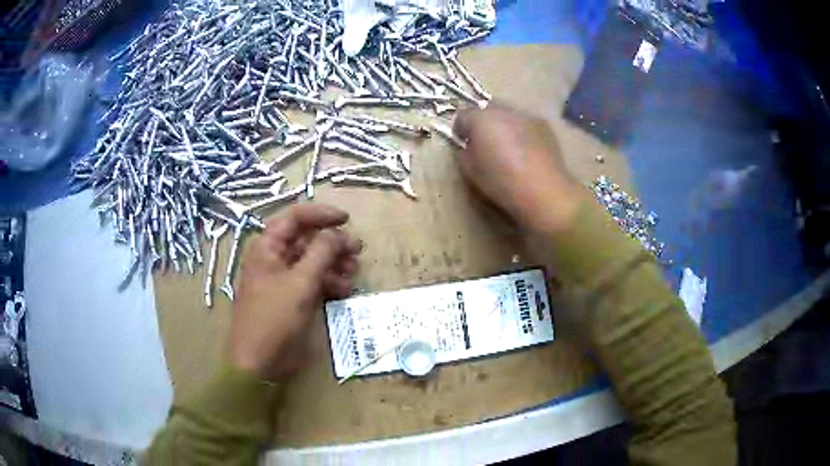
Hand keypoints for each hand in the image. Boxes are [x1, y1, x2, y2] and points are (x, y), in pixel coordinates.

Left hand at [230, 204, 361, 380]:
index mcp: (268, 247)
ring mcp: (284, 279)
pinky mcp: (293, 298)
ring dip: (335, 264)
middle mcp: (275, 258)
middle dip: (333, 243)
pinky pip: (314, 281)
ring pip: (313, 261)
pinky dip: (329, 282)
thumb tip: (336, 232)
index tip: (347, 219)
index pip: (295, 218)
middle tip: (357, 250)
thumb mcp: (300, 283)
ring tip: (354, 272)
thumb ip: (321, 253)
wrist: (260, 361)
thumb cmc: (274, 318)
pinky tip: (344, 290)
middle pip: (307, 240)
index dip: (321, 214)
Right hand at [453, 103, 582, 231]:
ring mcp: (526, 115)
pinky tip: (525, 151)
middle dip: (482, 122)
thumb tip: (468, 146)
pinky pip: (525, 123)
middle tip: (485, 143)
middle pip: (486, 108)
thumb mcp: (471, 171)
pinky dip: (521, 131)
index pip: (462, 116)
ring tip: (507, 147)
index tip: (463, 144)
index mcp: (481, 119)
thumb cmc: (502, 182)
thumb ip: (464, 152)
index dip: (461, 130)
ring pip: (508, 113)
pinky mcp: (544, 125)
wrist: (544, 191)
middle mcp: (504, 110)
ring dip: (503, 125)